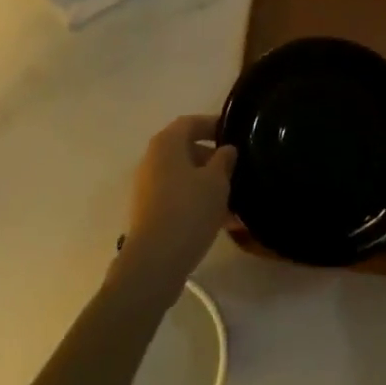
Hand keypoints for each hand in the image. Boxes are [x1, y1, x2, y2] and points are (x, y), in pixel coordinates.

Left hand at [115, 115, 234, 299]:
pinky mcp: (150, 212)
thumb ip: (224, 160)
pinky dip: (198, 202)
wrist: (154, 262)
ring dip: (207, 184)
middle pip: (186, 149)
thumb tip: (226, 149)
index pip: (191, 122)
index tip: (234, 133)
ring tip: (234, 200)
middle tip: (237, 170)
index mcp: (166, 143)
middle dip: (213, 158)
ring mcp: (149, 187)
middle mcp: (153, 159)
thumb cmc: (188, 210)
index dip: (213, 124)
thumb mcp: (216, 182)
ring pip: (184, 176)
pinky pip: (178, 197)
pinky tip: (221, 221)